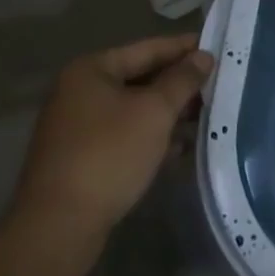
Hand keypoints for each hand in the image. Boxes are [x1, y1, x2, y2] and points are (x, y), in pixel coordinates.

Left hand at [9, 33, 214, 254]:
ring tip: (204, 117)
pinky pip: (123, 135)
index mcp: (91, 69)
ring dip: (167, 113)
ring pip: (133, 109)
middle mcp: (79, 91)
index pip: (148, 48)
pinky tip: (178, 148)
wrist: (58, 227)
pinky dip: (150, 137)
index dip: (184, 48)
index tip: (216, 48)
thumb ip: (182, 80)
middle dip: (177, 84)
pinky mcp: (80, 158)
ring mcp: (76, 126)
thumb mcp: (154, 112)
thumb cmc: (109, 155)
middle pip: (139, 78)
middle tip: (215, 86)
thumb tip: (203, 56)